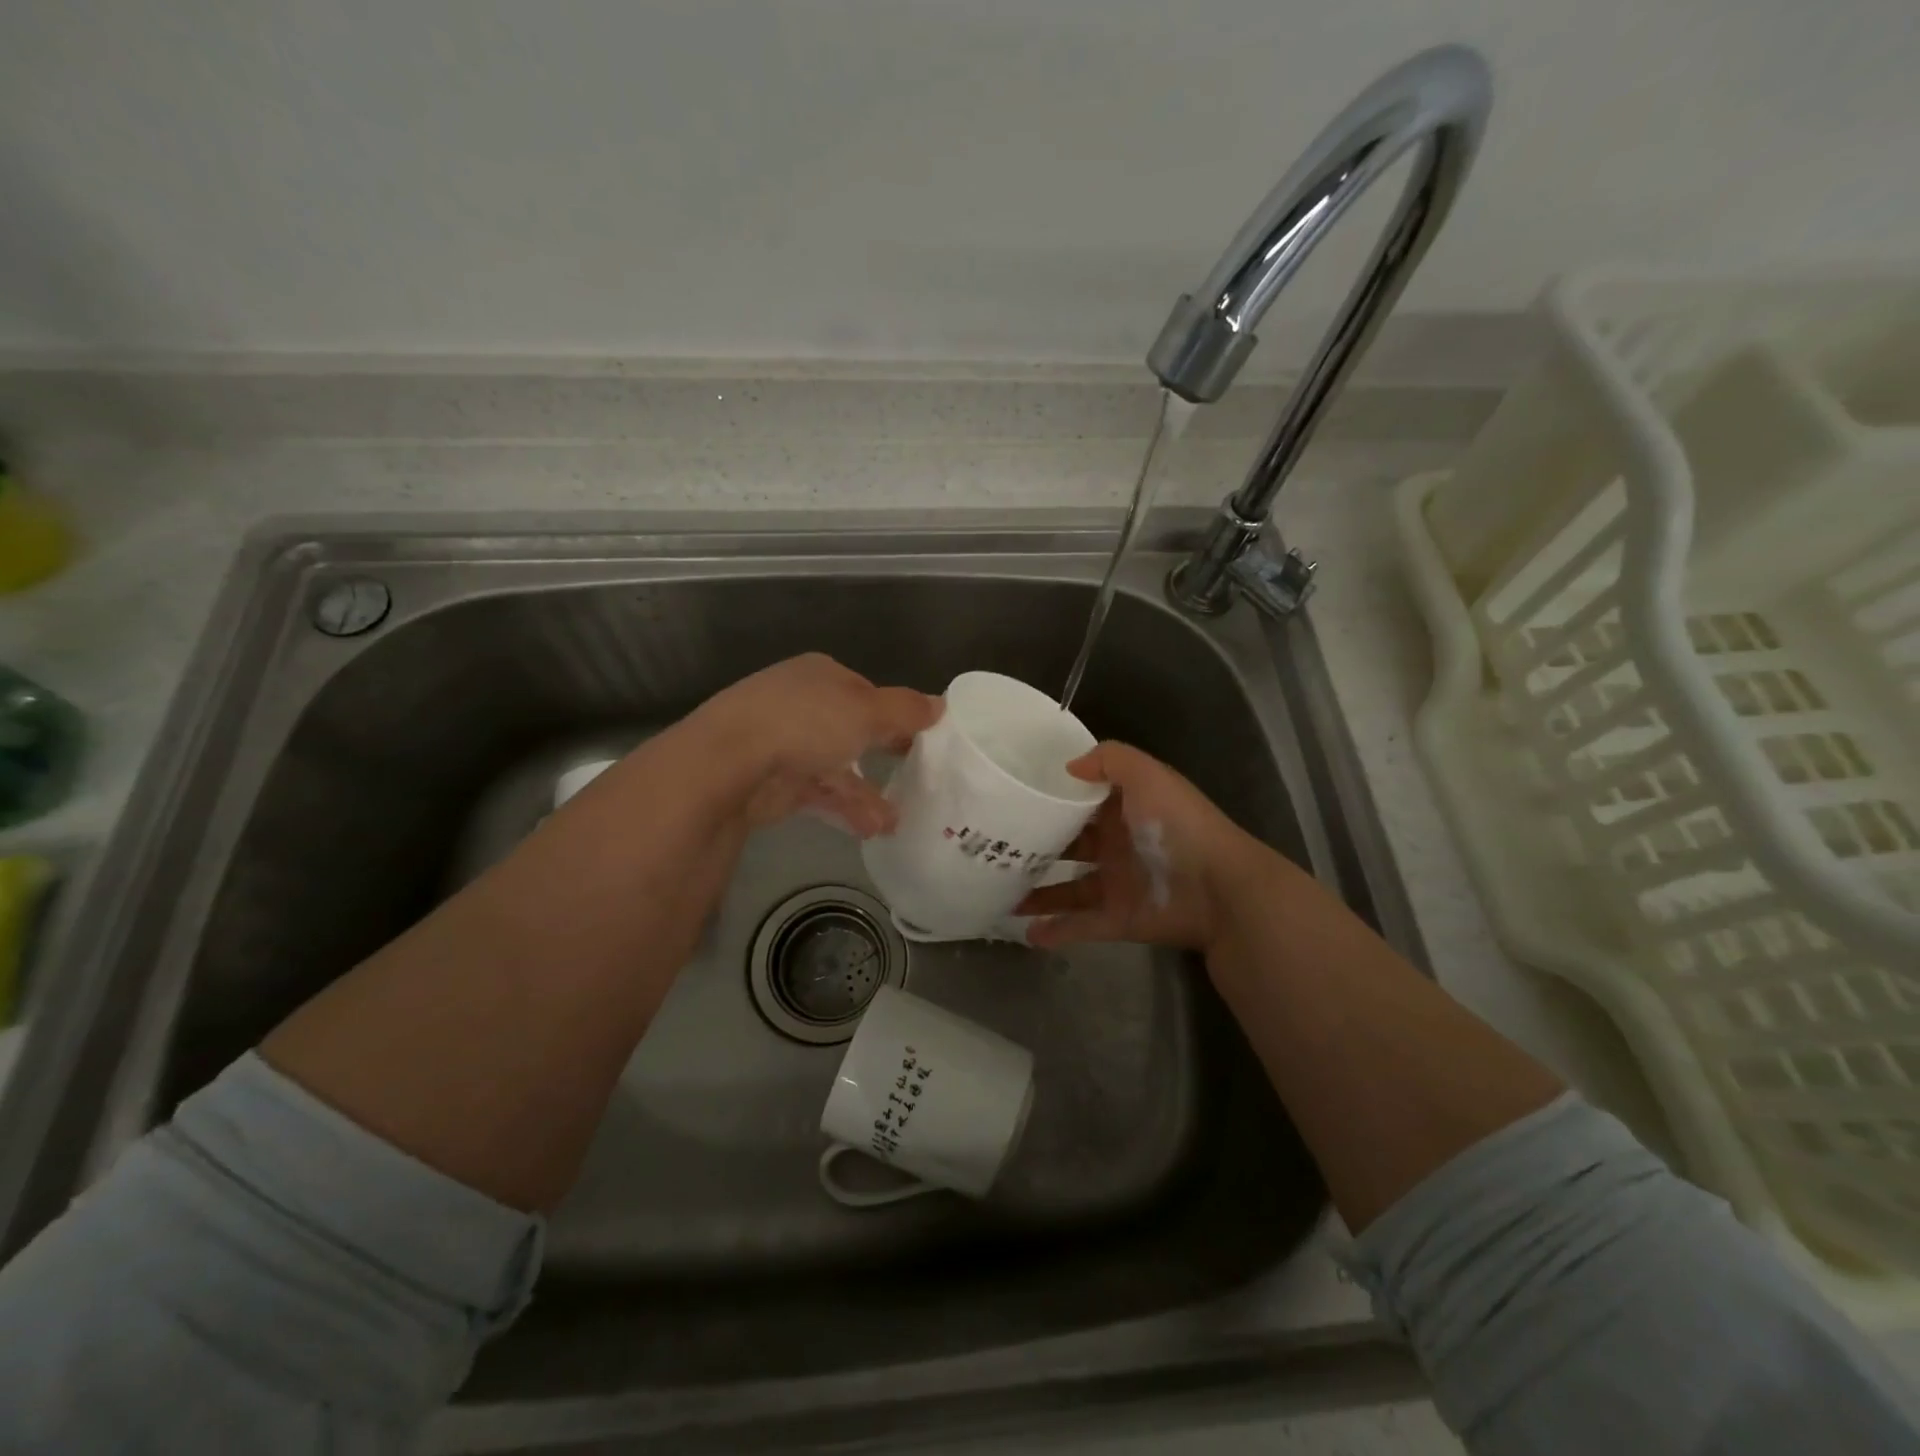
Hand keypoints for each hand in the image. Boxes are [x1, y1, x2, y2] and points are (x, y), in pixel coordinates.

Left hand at [683, 653, 940, 835]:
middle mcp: (800, 703)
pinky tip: (871, 830)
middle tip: (913, 779)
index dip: (894, 714)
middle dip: (881, 756)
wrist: (730, 763)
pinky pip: (817, 794)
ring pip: (834, 767)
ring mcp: (782, 743)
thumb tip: (941, 705)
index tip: (921, 740)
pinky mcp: (772, 782)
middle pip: (849, 730)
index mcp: (820, 674)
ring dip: (865, 793)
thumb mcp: (868, 711)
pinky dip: (843, 809)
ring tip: (894, 822)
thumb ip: (906, 711)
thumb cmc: (806, 723)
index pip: (865, 692)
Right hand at [1017, 741, 1272, 953]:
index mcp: (1123, 808)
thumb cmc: (1177, 826)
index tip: (1012, 796)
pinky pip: (1081, 925)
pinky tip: (1025, 932)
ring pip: (1068, 888)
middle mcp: (1117, 844)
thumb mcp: (1147, 776)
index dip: (1051, 797)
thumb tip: (1068, 767)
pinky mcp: (1119, 919)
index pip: (1081, 800)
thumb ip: (1110, 760)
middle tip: (994, 847)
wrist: (1219, 889)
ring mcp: (1117, 884)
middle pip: (1069, 844)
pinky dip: (1056, 930)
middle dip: (1036, 846)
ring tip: (1001, 892)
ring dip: (1038, 891)